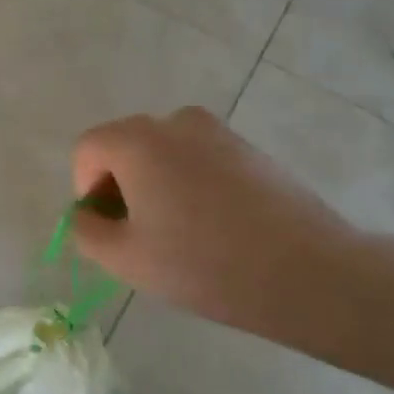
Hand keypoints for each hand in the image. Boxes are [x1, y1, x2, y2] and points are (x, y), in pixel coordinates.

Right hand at [70, 108, 366, 352]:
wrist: (308, 272)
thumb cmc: (203, 264)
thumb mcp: (125, 259)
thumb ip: (86, 230)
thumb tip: (86, 213)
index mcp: (136, 141)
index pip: (87, 150)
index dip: (87, 190)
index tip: (111, 229)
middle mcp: (174, 122)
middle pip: (125, 147)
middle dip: (120, 187)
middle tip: (141, 236)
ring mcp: (218, 132)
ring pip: (164, 154)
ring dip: (157, 186)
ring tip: (181, 235)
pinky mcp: (250, 149)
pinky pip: (200, 160)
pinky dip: (192, 185)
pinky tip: (216, 228)